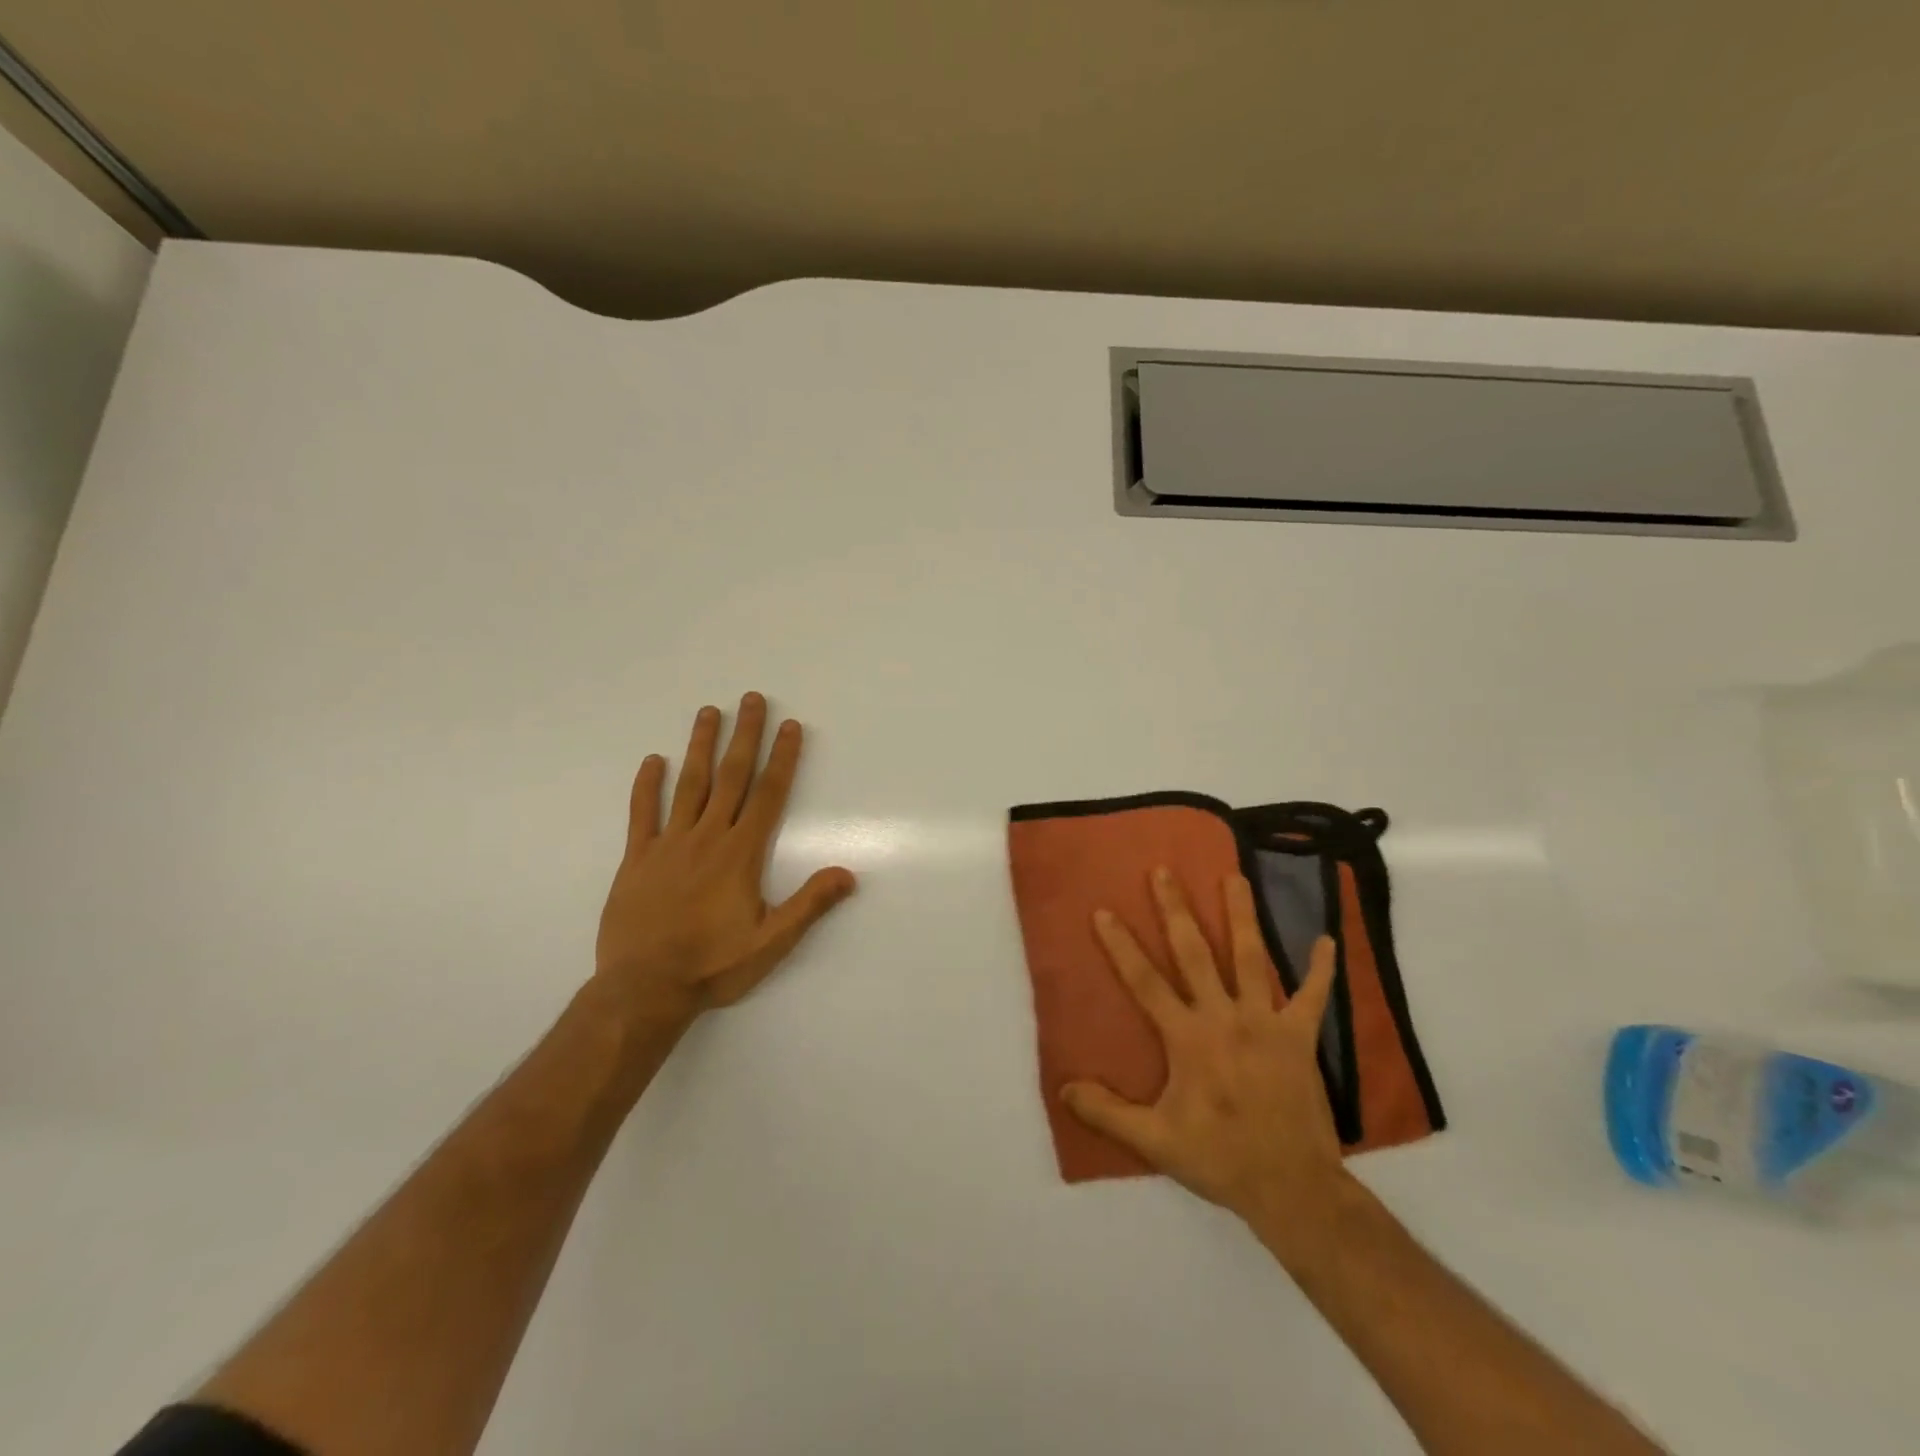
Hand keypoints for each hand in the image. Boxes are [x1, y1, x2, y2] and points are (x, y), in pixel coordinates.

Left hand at [593, 693, 856, 1030]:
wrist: (644, 989)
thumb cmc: (713, 966)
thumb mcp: (772, 942)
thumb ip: (809, 904)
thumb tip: (848, 873)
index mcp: (741, 854)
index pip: (769, 795)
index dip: (782, 758)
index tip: (790, 726)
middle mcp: (707, 837)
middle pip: (731, 777)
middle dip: (744, 736)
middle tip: (751, 699)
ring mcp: (668, 845)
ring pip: (688, 785)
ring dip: (701, 746)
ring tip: (708, 712)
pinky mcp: (637, 859)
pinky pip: (642, 814)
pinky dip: (647, 785)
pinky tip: (653, 760)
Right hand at [1062, 868, 1346, 1230]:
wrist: (1292, 1187)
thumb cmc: (1220, 1158)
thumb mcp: (1154, 1142)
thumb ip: (1107, 1113)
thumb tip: (1064, 1089)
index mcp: (1187, 1037)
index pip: (1145, 981)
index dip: (1121, 946)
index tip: (1104, 912)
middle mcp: (1224, 1017)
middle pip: (1194, 952)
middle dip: (1176, 909)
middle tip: (1164, 871)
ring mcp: (1266, 1023)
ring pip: (1251, 958)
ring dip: (1241, 915)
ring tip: (1233, 877)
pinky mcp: (1300, 1037)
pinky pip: (1313, 996)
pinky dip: (1320, 968)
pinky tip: (1325, 939)